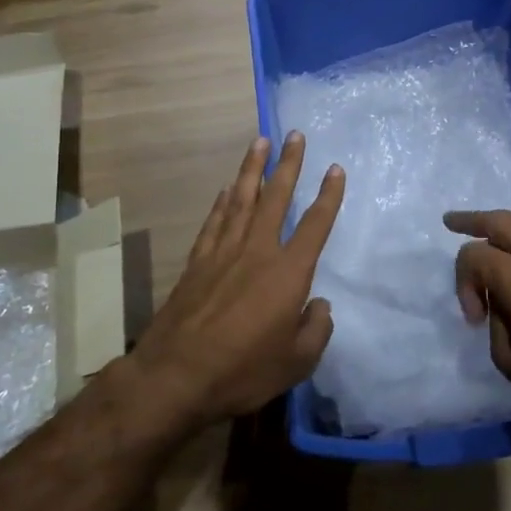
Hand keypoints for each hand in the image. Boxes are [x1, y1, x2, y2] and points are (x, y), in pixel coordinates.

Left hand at [130, 133, 344, 431]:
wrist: (175, 376)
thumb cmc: (243, 371)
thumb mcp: (297, 362)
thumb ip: (316, 330)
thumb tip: (319, 305)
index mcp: (288, 272)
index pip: (315, 225)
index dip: (328, 195)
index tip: (335, 169)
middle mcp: (257, 251)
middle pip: (276, 197)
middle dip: (288, 164)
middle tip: (295, 134)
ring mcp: (223, 253)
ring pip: (242, 200)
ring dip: (252, 169)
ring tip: (260, 142)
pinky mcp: (197, 263)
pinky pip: (214, 222)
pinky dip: (222, 202)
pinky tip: (227, 190)